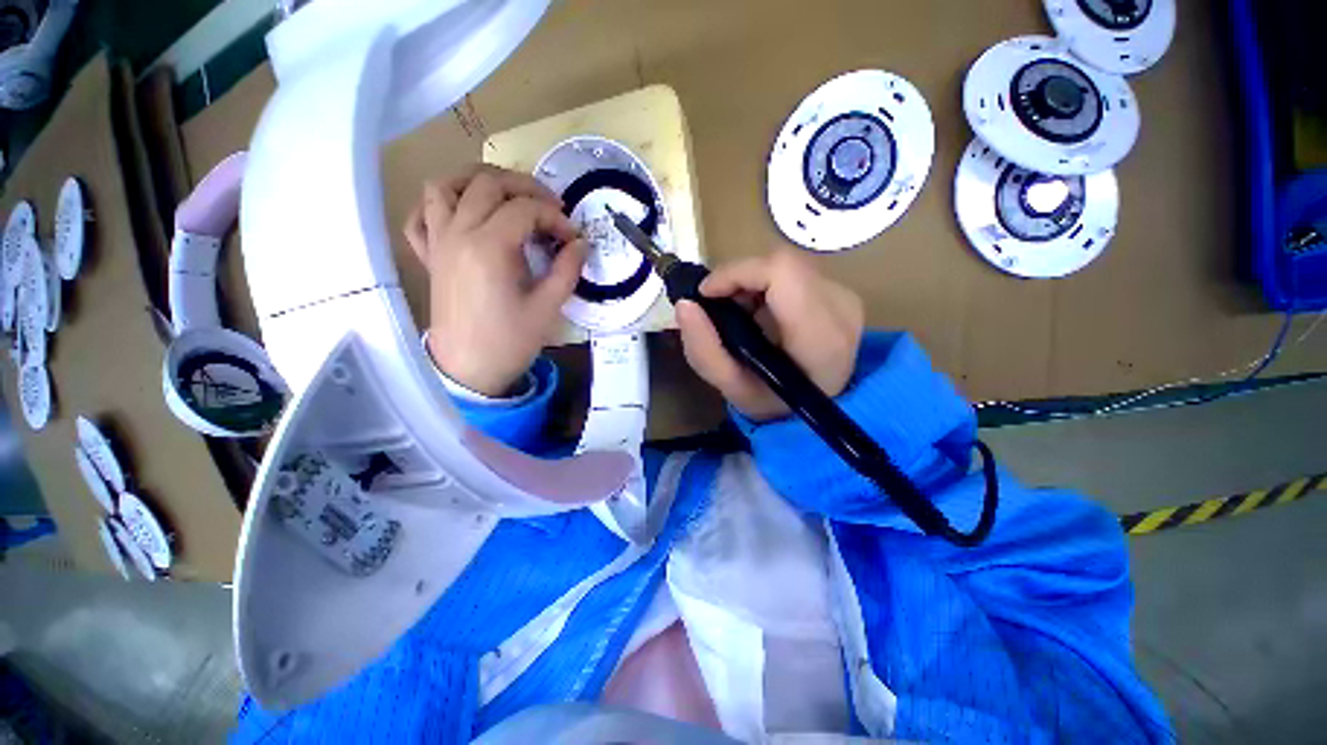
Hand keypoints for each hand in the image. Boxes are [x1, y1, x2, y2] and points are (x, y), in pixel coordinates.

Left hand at [404, 165, 586, 395]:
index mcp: (489, 246)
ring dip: (477, 181)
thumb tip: (580, 243)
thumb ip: (567, 270)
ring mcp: (438, 241)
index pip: (525, 209)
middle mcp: (458, 233)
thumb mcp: (548, 307)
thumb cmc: (510, 341)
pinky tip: (462, 212)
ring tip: (506, 195)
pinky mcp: (429, 255)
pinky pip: (420, 215)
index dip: (555, 217)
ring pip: (446, 186)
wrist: (469, 368)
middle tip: (550, 206)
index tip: (572, 236)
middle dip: (525, 187)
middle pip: (487, 184)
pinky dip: (439, 203)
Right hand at [676, 249, 863, 420]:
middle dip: (739, 278)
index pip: (781, 272)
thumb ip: (703, 350)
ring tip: (737, 312)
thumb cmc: (773, 404)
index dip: (737, 272)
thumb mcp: (731, 388)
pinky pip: (795, 272)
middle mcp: (841, 309)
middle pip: (781, 264)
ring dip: (751, 282)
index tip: (706, 293)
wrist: (817, 411)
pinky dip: (766, 285)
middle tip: (718, 306)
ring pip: (787, 265)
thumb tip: (684, 305)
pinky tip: (757, 311)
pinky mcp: (841, 294)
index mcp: (819, 336)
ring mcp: (845, 299)